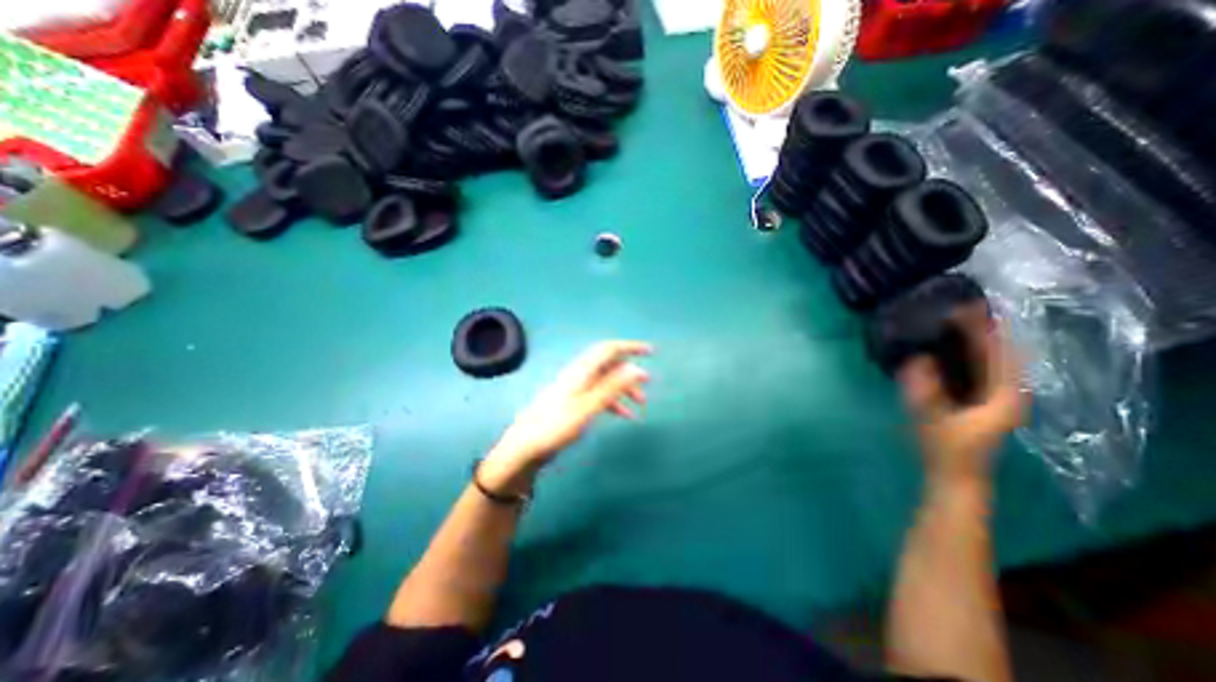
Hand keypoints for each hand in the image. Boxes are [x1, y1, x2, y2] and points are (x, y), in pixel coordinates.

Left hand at [478, 340, 654, 495]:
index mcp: (581, 371)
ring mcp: (576, 389)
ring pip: (606, 381)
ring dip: (624, 389)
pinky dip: (614, 402)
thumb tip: (637, 369)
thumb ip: (612, 387)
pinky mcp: (573, 402)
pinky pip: (599, 395)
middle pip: (609, 366)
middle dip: (630, 373)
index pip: (608, 349)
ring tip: (640, 405)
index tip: (650, 352)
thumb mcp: (587, 407)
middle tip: (648, 384)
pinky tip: (625, 416)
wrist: (525, 447)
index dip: (630, 347)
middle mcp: (579, 375)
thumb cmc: (556, 426)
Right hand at [901, 305, 1023, 486]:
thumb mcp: (933, 420)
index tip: (964, 308)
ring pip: (990, 358)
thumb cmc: (947, 450)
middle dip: (981, 328)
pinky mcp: (980, 398)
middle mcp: (1007, 391)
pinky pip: (978, 366)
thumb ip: (925, 392)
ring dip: (974, 338)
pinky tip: (948, 344)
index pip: (999, 353)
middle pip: (999, 351)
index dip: (984, 329)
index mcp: (1004, 396)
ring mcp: (995, 395)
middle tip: (956, 307)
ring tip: (952, 319)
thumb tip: (916, 359)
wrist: (955, 474)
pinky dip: (967, 352)